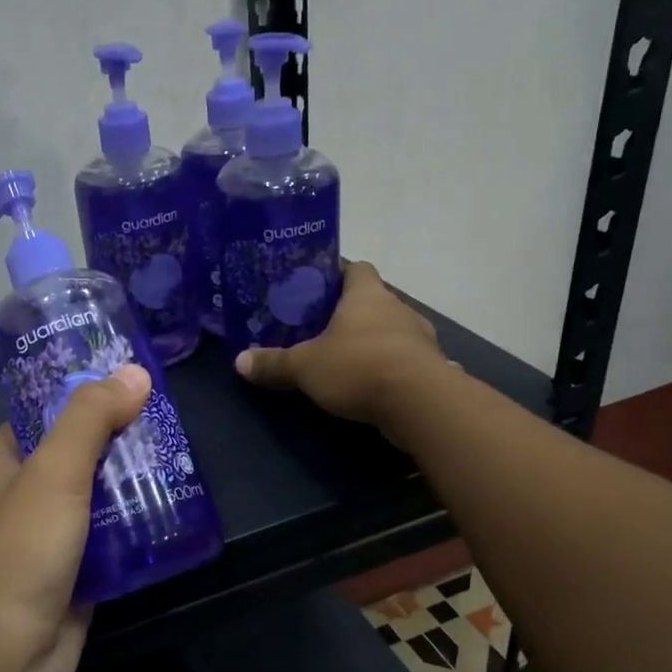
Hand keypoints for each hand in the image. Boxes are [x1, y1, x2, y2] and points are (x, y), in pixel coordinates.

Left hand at [0, 364, 150, 671]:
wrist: (8, 657)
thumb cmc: (22, 553)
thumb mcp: (54, 472)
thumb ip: (89, 420)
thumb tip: (133, 373)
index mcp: (6, 469)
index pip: (38, 416)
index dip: (74, 393)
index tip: (119, 377)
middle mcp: (26, 501)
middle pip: (75, 456)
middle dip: (115, 438)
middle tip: (164, 417)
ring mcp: (52, 542)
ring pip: (97, 500)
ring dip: (131, 483)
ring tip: (179, 458)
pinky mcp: (78, 578)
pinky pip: (112, 542)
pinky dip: (137, 529)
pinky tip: (174, 513)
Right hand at [234, 260, 449, 438]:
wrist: (420, 403)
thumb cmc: (358, 367)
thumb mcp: (305, 366)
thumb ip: (274, 363)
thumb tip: (239, 361)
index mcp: (366, 294)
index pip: (356, 268)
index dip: (336, 274)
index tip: (316, 287)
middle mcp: (397, 308)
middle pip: (373, 300)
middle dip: (350, 313)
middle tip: (321, 329)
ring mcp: (420, 338)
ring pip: (391, 330)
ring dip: (373, 341)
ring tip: (346, 360)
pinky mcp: (432, 367)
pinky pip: (406, 360)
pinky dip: (392, 368)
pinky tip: (378, 384)